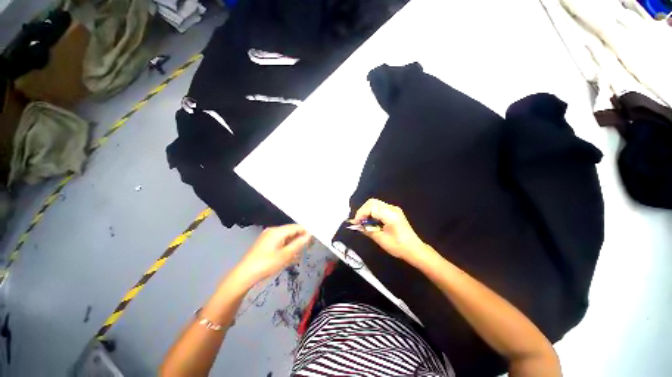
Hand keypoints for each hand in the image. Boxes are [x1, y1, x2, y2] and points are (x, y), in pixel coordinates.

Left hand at [233, 225, 311, 287]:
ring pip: (286, 237)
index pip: (296, 227)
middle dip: (300, 239)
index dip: (306, 231)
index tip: (314, 239)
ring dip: (293, 245)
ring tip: (297, 255)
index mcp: (278, 231)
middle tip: (308, 248)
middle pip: (291, 231)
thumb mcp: (286, 255)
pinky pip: (280, 242)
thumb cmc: (266, 264)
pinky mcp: (265, 243)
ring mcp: (268, 236)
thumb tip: (309, 235)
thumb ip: (299, 244)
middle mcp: (273, 231)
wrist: (244, 275)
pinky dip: (286, 247)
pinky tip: (289, 257)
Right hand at [350, 199, 427, 262]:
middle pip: (372, 202)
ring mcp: (393, 209)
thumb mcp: (381, 239)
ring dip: (367, 211)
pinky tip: (370, 221)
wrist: (414, 249)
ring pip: (375, 204)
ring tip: (363, 222)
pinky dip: (372, 212)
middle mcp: (392, 208)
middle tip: (358, 221)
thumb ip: (367, 230)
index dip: (361, 213)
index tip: (355, 222)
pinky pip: (379, 208)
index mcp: (390, 214)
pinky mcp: (393, 212)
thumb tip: (357, 225)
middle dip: (363, 211)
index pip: (371, 207)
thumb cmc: (398, 246)